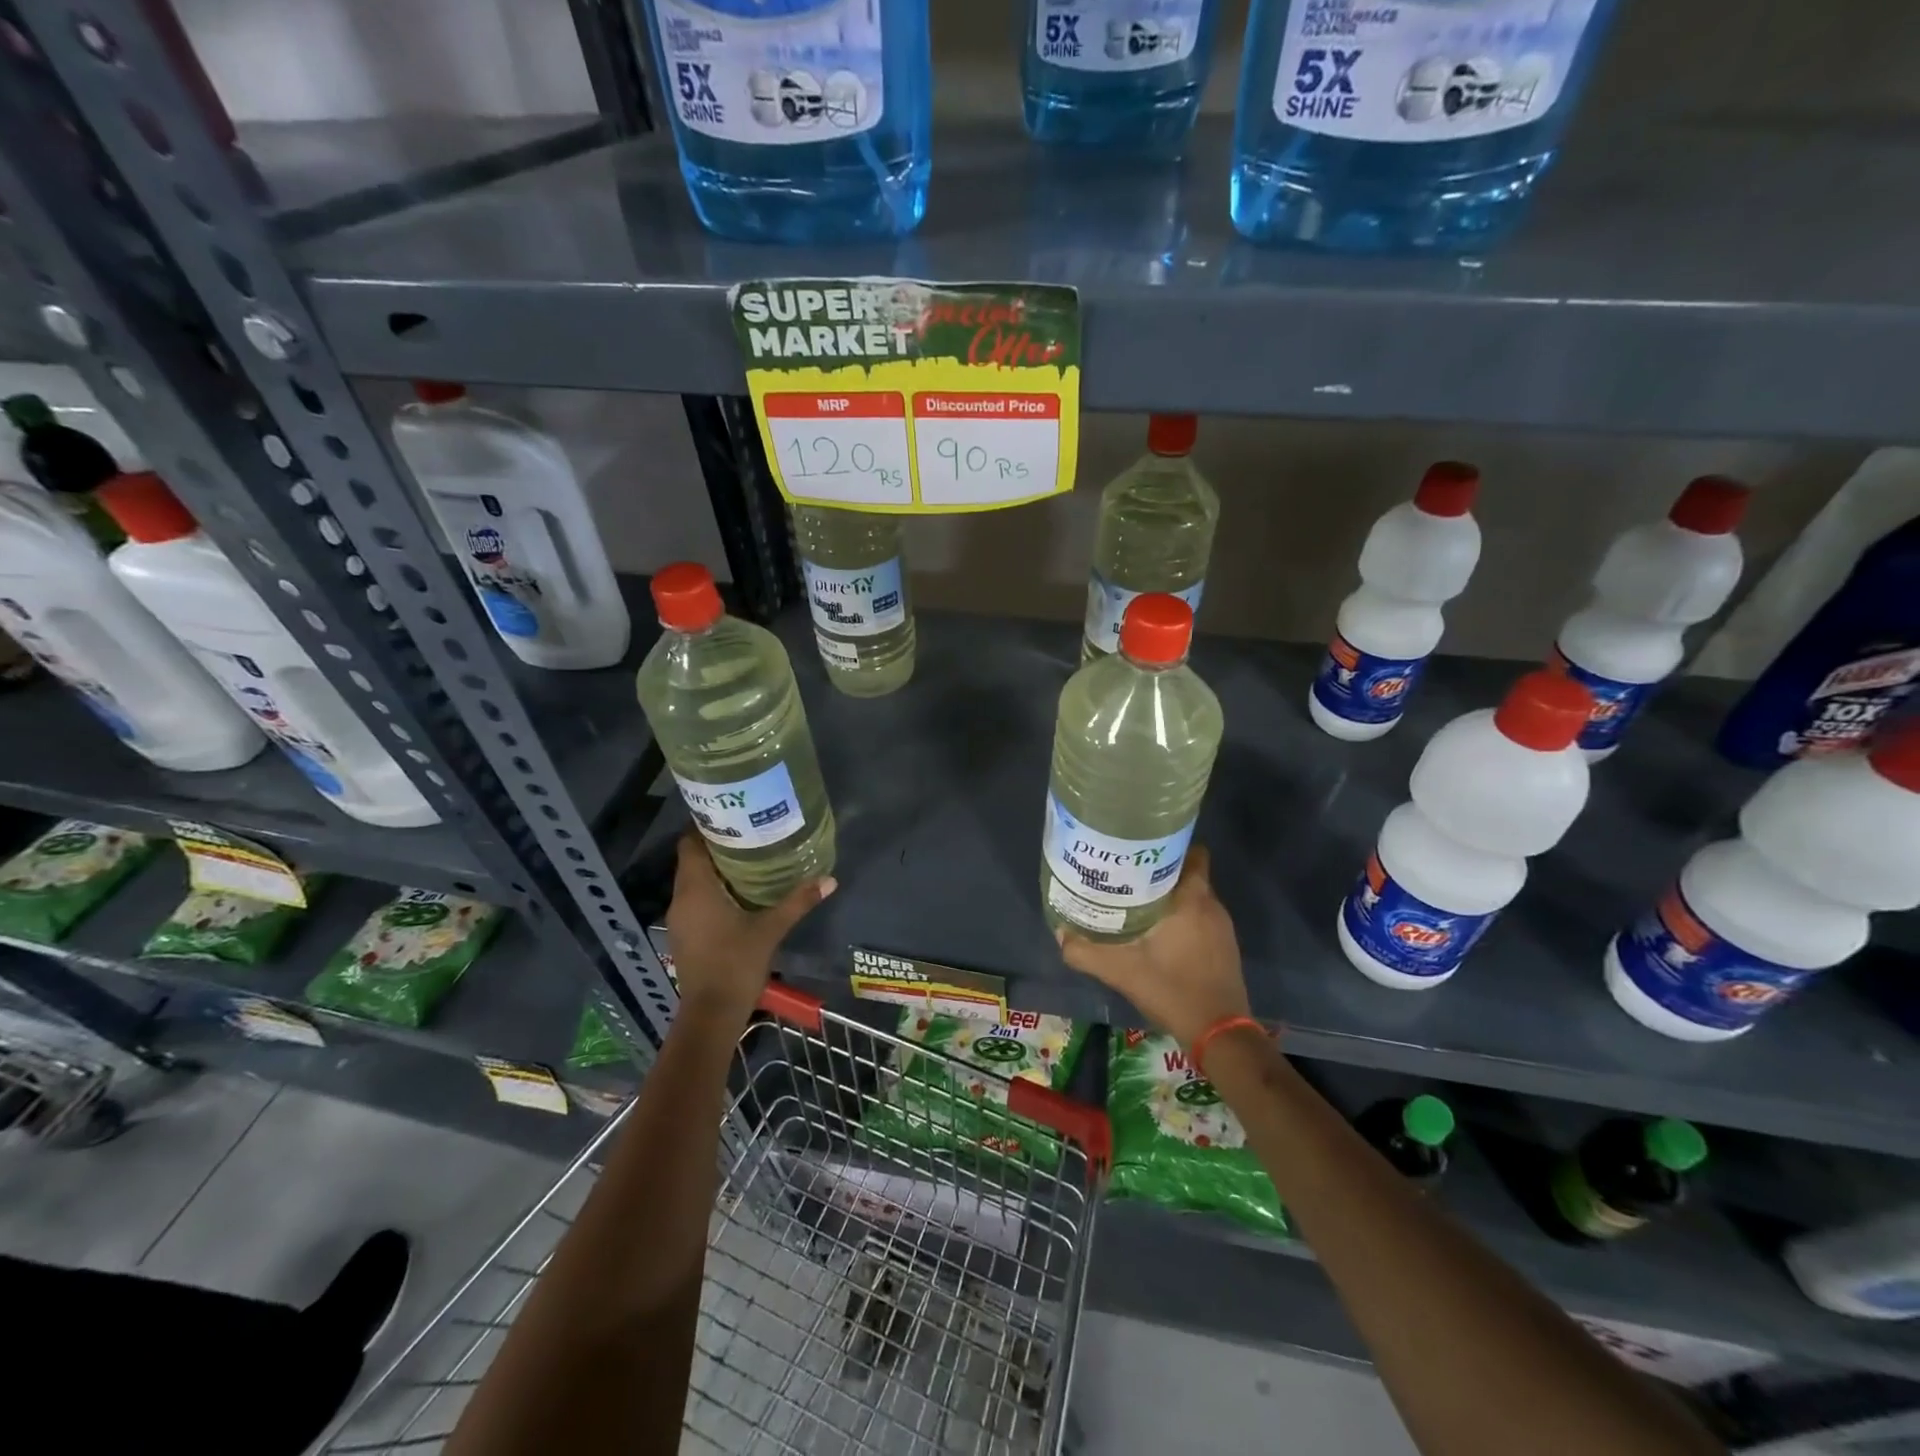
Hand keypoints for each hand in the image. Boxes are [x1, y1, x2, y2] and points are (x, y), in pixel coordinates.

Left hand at [665, 830, 834, 1027]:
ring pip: (693, 881)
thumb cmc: (736, 964)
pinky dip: (711, 890)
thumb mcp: (771, 930)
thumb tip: (829, 878)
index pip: (689, 843)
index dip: (706, 826)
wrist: (711, 1014)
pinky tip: (738, 893)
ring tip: (747, 858)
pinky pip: (694, 899)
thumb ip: (797, 901)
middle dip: (716, 845)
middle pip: (691, 860)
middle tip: (749, 833)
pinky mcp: (684, 935)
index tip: (733, 816)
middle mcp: (681, 898)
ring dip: (714, 869)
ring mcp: (680, 919)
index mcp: (696, 889)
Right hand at [1056, 845, 1249, 1046]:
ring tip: (1137, 900)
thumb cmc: (1171, 990)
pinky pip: (1202, 917)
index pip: (1191, 852)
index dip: (1167, 847)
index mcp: (1192, 899)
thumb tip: (1060, 932)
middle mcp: (1212, 905)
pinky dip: (1183, 917)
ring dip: (1171, 896)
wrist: (1218, 1033)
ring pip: (1195, 896)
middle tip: (1128, 875)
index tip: (1139, 850)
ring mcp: (1222, 928)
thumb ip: (1085, 951)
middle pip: (1189, 872)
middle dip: (1161, 871)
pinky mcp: (1225, 947)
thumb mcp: (1120, 971)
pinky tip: (1159, 931)